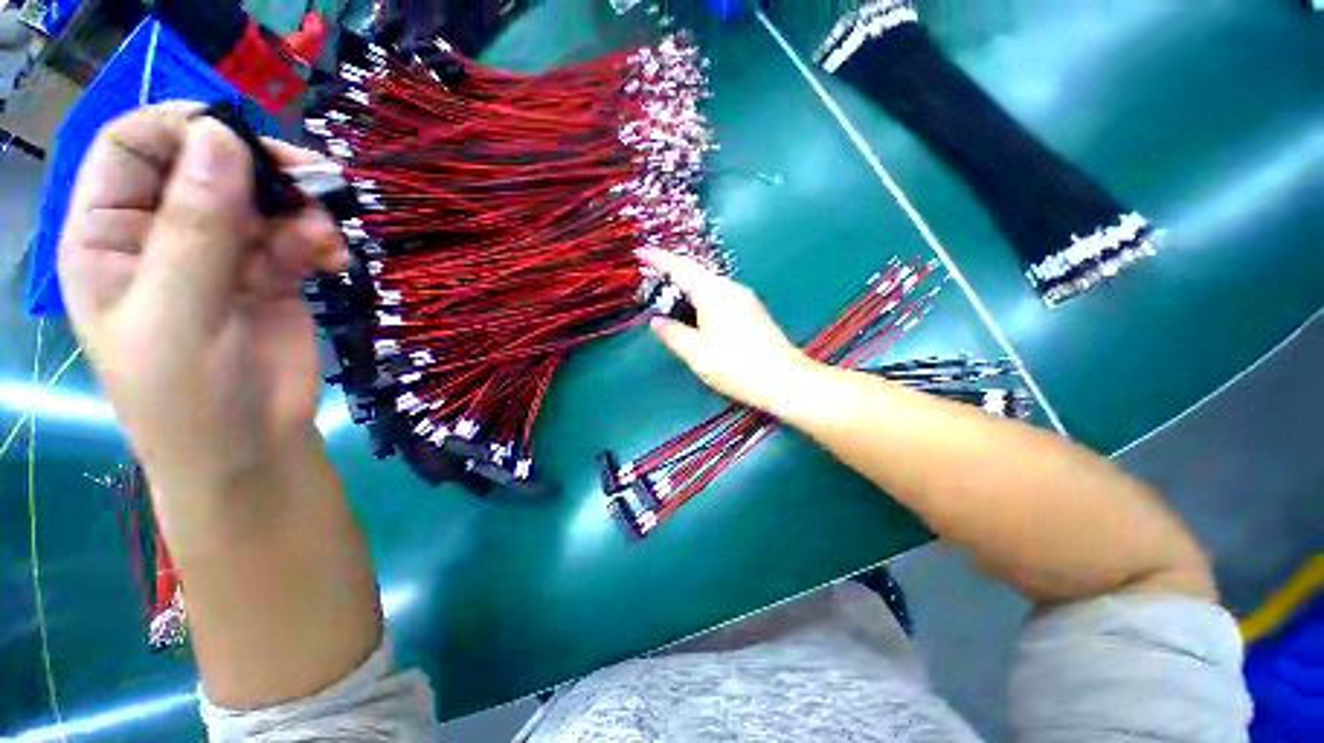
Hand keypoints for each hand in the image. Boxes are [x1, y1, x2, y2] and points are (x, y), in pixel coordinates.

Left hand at [58, 103, 347, 495]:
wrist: (254, 448)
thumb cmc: (188, 397)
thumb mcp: (177, 314)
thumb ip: (194, 228)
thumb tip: (222, 137)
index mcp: (109, 235)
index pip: (132, 145)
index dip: (181, 127)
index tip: (241, 141)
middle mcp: (161, 233)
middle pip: (207, 163)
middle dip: (259, 167)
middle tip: (312, 181)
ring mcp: (220, 253)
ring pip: (261, 197)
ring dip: (301, 209)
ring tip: (327, 243)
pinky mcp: (271, 273)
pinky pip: (297, 235)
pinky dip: (321, 241)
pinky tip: (336, 263)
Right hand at [639, 249, 819, 413]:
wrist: (784, 380)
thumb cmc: (736, 367)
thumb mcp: (697, 354)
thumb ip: (673, 334)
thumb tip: (656, 321)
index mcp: (714, 294)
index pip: (682, 269)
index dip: (660, 259)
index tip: (641, 251)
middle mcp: (731, 288)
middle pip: (697, 272)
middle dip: (673, 271)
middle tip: (651, 275)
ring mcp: (744, 298)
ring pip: (709, 283)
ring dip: (688, 284)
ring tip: (669, 293)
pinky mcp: (752, 310)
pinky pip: (720, 293)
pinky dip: (702, 295)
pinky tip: (696, 309)